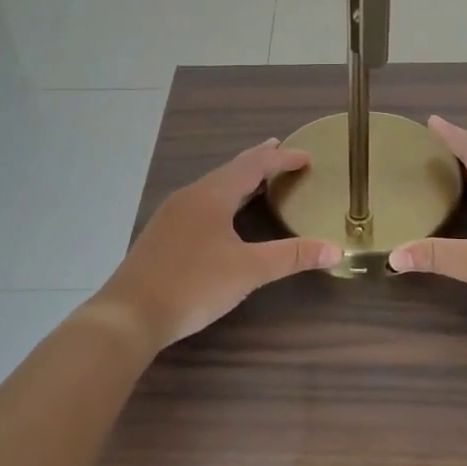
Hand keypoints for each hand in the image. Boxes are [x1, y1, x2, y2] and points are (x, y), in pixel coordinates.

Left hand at [92, 140, 340, 353]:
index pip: (254, 165)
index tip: (306, 156)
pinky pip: (201, 202)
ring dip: (238, 179)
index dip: (282, 159)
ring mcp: (172, 214)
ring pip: (213, 186)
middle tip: (280, 150)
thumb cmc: (194, 284)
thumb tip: (337, 250)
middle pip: (230, 169)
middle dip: (258, 160)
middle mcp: (190, 196)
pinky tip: (223, 214)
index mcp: (212, 195)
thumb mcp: (249, 270)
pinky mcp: (162, 234)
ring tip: (258, 179)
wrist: (129, 314)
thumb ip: (292, 256)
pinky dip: (223, 197)